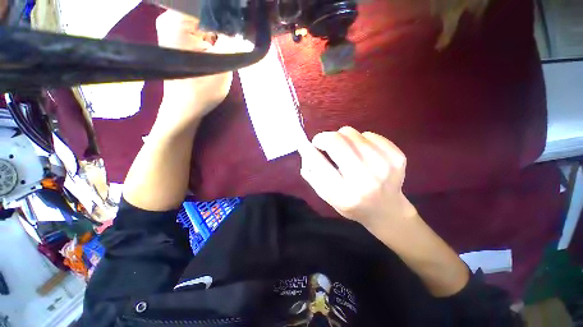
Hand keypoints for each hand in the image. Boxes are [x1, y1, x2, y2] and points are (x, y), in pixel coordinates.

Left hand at [154, 10, 234, 132]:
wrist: (186, 107)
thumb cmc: (201, 91)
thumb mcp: (222, 65)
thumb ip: (233, 41)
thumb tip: (243, 23)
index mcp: (177, 21)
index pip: (208, 4)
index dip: (228, 11)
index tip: (244, 19)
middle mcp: (172, 18)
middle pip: (206, 9)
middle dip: (226, 20)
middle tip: (241, 33)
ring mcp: (175, 27)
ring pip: (206, 19)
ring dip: (222, 29)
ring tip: (233, 40)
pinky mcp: (181, 37)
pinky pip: (203, 28)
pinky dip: (215, 35)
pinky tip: (223, 45)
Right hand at [298, 126, 417, 239]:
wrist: (387, 210)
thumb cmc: (352, 204)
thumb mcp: (327, 196)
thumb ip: (312, 174)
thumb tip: (304, 150)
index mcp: (343, 194)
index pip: (319, 162)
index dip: (310, 148)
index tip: (310, 144)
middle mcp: (364, 180)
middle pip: (336, 141)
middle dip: (324, 137)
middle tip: (323, 142)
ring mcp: (384, 167)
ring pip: (351, 133)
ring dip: (342, 137)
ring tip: (345, 149)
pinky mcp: (397, 157)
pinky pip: (369, 134)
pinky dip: (360, 139)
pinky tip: (363, 152)